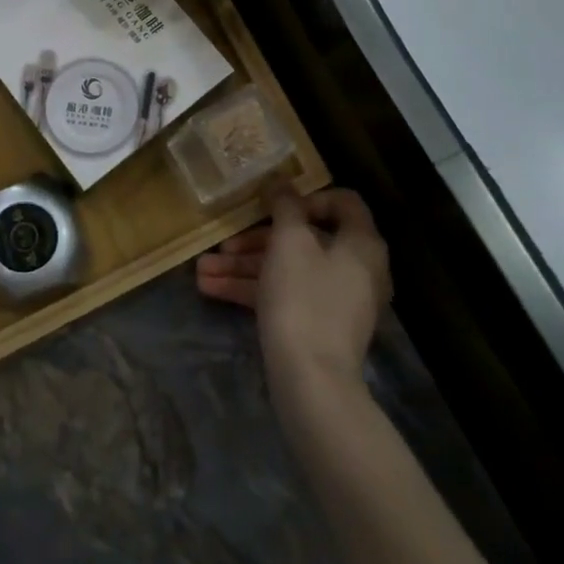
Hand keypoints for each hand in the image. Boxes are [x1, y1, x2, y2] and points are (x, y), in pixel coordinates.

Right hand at [196, 185, 391, 391]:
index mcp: (361, 244)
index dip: (307, 197)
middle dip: (256, 239)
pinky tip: (211, 289)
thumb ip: (285, 206)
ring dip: (244, 266)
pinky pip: (285, 295)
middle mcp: (355, 268)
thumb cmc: (303, 297)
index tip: (273, 206)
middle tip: (222, 243)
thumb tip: (283, 182)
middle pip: (304, 239)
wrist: (311, 380)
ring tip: (202, 270)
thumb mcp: (289, 241)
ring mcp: (336, 300)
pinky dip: (252, 290)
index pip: (343, 202)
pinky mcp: (317, 326)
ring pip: (287, 269)